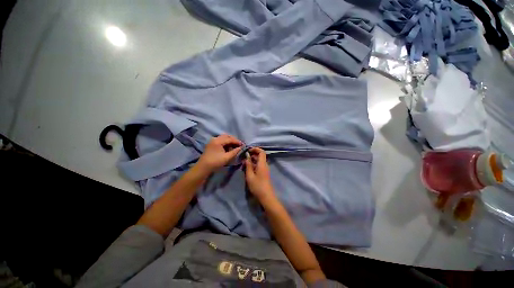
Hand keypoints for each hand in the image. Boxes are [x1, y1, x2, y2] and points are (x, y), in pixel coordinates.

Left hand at [196, 134, 241, 172]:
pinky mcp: (211, 144)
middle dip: (233, 140)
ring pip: (223, 138)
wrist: (203, 168)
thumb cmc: (215, 162)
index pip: (230, 139)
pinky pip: (220, 140)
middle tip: (239, 145)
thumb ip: (235, 152)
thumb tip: (241, 148)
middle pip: (226, 136)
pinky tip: (228, 148)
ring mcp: (212, 141)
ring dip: (229, 141)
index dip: (237, 141)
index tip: (243, 145)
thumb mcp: (227, 157)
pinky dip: (225, 143)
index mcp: (218, 141)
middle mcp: (215, 138)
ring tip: (234, 147)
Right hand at [244, 148, 276, 202]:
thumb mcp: (250, 175)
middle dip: (252, 155)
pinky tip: (247, 169)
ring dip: (252, 160)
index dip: (255, 149)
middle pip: (260, 156)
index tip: (248, 150)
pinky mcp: (264, 173)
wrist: (266, 196)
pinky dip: (253, 165)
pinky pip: (259, 165)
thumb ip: (248, 165)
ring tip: (243, 164)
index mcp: (262, 164)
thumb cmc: (257, 186)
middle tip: (243, 158)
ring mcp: (265, 169)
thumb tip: (247, 157)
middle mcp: (265, 165)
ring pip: (259, 161)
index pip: (261, 152)